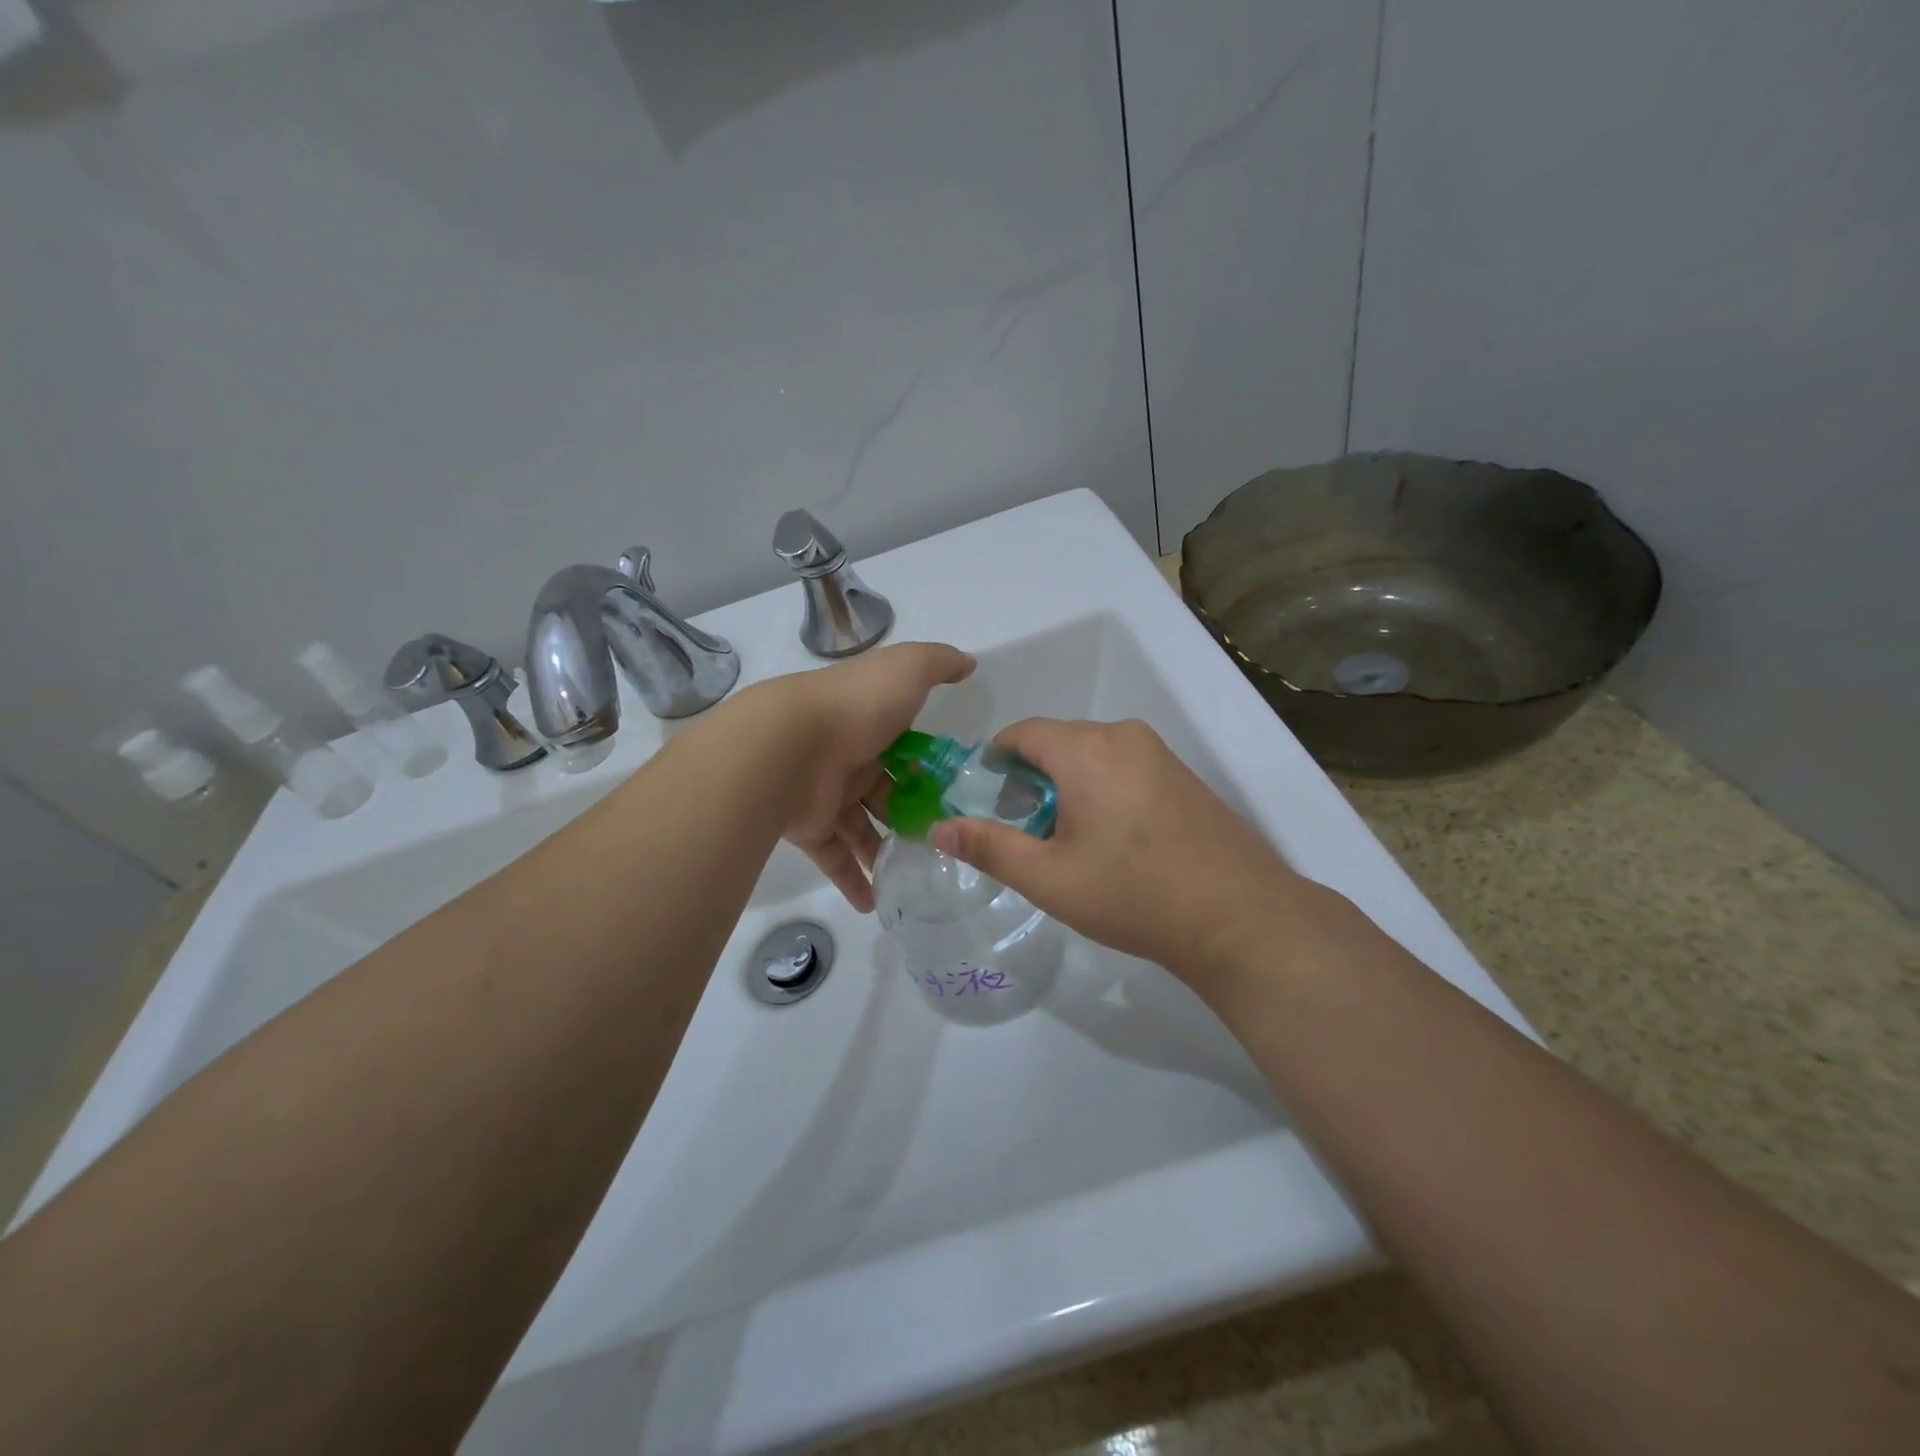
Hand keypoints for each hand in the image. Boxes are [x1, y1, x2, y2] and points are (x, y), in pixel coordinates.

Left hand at [747, 642, 973, 910]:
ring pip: (861, 829)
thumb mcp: (907, 670)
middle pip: (884, 793)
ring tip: (918, 878)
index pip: (903, 747)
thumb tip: (968, 663)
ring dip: (884, 853)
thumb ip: (938, 664)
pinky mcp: (809, 828)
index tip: (956, 793)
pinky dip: (853, 881)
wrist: (787, 745)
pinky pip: (835, 858)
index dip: (928, 768)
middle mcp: (847, 758)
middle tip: (943, 843)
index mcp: (869, 722)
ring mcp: (825, 794)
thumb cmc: (856, 708)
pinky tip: (875, 905)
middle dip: (910, 816)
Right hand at [928, 718, 1304, 980]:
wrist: (1239, 917)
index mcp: (1086, 749)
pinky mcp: (1185, 776)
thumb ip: (988, 847)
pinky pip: (1126, 767)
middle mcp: (1124, 737)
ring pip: (1094, 755)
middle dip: (1033, 777)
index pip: (1022, 733)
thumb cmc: (1132, 894)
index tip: (987, 801)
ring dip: (1070, 784)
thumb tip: (940, 828)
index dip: (996, 761)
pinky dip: (1104, 788)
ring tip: (1069, 840)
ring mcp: (1161, 754)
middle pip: (1058, 742)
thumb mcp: (1048, 878)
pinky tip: (1115, 839)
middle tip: (1027, 831)